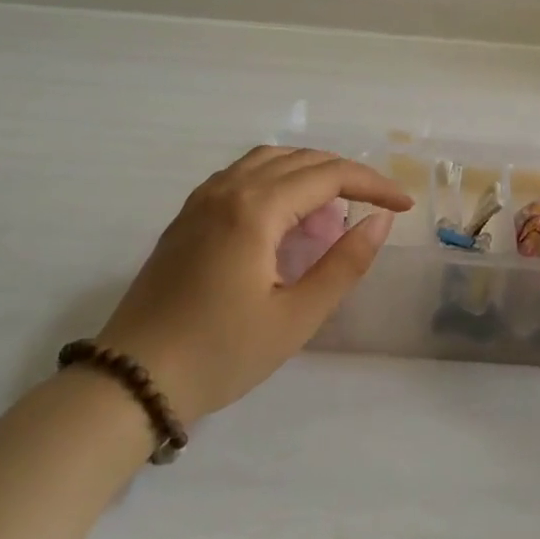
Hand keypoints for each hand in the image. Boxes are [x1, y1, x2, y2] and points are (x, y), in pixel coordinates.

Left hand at [91, 148, 413, 423]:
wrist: (134, 379)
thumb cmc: (222, 353)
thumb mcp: (296, 316)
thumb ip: (344, 263)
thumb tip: (379, 221)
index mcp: (255, 210)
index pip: (328, 175)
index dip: (373, 184)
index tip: (404, 206)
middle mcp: (226, 190)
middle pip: (299, 159)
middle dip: (346, 175)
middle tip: (378, 207)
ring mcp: (200, 201)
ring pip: (266, 161)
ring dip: (309, 174)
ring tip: (335, 210)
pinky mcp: (187, 218)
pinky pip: (241, 177)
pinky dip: (276, 182)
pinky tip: (287, 218)